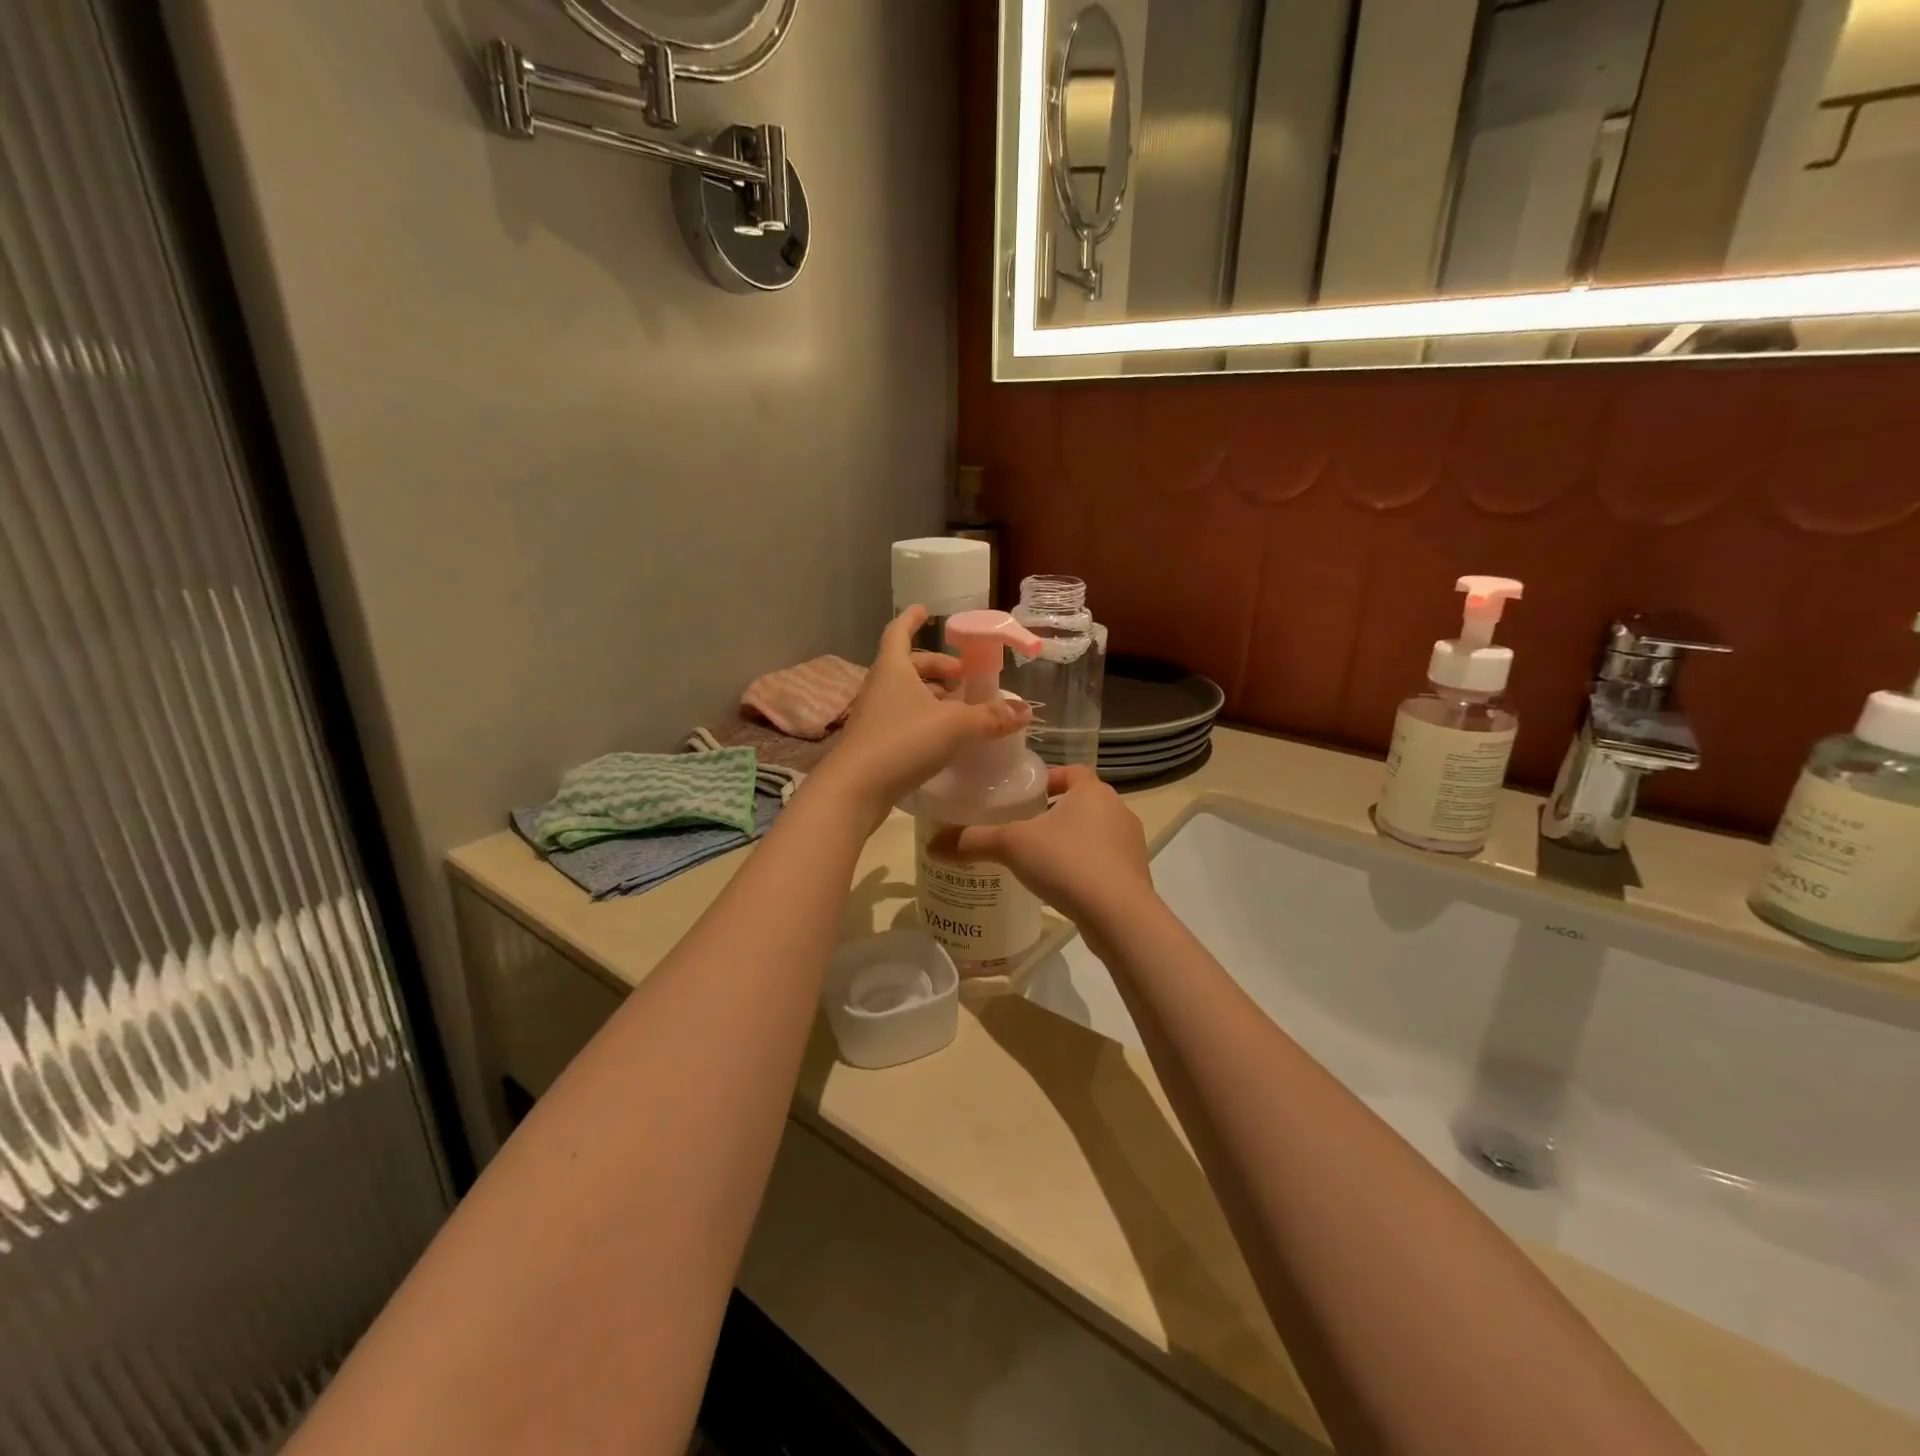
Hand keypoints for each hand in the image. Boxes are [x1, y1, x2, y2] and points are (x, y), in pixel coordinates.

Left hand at [813, 606, 1030, 824]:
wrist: (855, 790)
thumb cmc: (902, 742)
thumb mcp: (954, 726)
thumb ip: (989, 717)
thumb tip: (1024, 711)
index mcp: (893, 669)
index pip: (899, 632)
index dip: (912, 619)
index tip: (925, 610)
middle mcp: (879, 687)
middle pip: (908, 666)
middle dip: (937, 667)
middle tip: (964, 676)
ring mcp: (873, 716)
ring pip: (905, 694)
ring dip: (931, 695)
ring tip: (959, 708)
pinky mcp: (873, 743)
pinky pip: (902, 719)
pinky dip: (923, 719)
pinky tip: (942, 738)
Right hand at [927, 764, 1151, 927]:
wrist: (1120, 916)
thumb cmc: (1068, 862)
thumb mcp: (1012, 846)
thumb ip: (973, 841)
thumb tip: (932, 844)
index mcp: (1093, 791)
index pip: (1071, 770)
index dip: (1049, 778)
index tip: (1025, 793)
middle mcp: (1118, 810)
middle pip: (1083, 801)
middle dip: (1055, 811)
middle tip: (1023, 827)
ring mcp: (1131, 844)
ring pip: (1095, 832)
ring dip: (1071, 840)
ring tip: (1039, 858)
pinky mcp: (1136, 875)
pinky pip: (1105, 861)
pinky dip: (1085, 866)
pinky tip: (1062, 885)